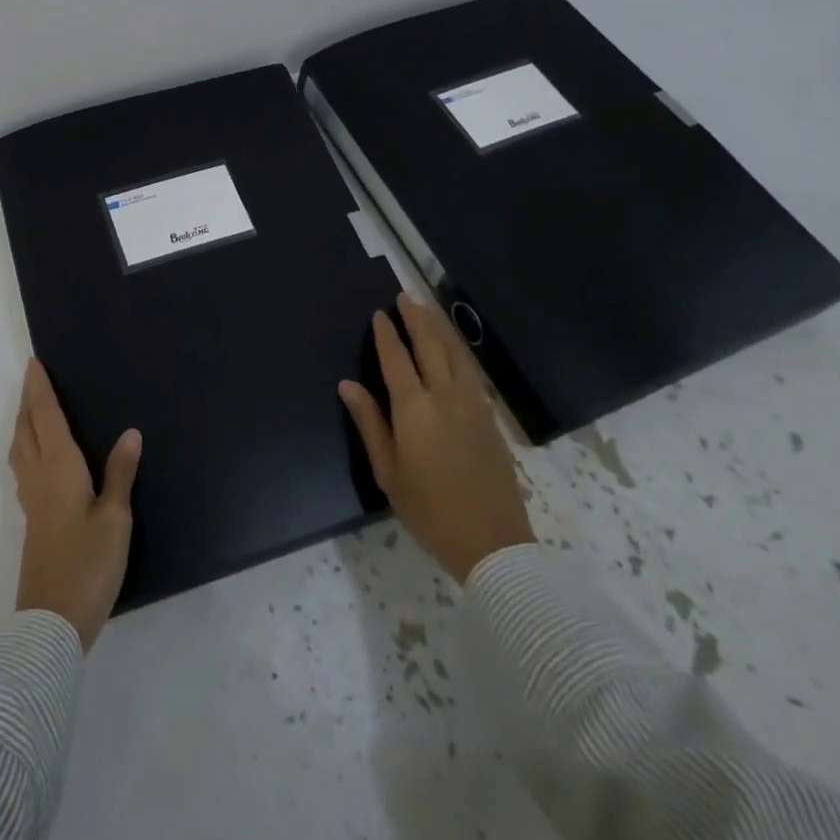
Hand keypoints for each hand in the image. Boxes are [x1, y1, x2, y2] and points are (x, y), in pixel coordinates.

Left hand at [9, 357, 141, 651]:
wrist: (51, 624)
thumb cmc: (88, 565)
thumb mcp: (115, 519)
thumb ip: (120, 474)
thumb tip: (130, 432)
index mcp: (59, 468)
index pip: (46, 417)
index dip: (39, 389)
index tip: (33, 364)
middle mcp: (39, 477)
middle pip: (26, 429)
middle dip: (27, 401)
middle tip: (32, 378)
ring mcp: (31, 501)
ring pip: (20, 449)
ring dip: (22, 423)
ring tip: (30, 410)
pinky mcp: (32, 521)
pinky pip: (23, 467)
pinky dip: (26, 447)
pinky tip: (38, 458)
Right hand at [339, 293, 534, 580]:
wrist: (493, 543)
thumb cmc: (429, 510)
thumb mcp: (388, 472)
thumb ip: (369, 423)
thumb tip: (347, 385)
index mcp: (415, 409)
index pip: (397, 360)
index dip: (387, 335)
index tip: (379, 313)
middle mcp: (445, 396)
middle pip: (430, 345)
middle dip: (416, 318)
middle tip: (405, 296)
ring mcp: (472, 405)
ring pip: (455, 353)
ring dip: (440, 328)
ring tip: (427, 308)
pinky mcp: (489, 417)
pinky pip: (470, 371)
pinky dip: (458, 351)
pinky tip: (453, 348)